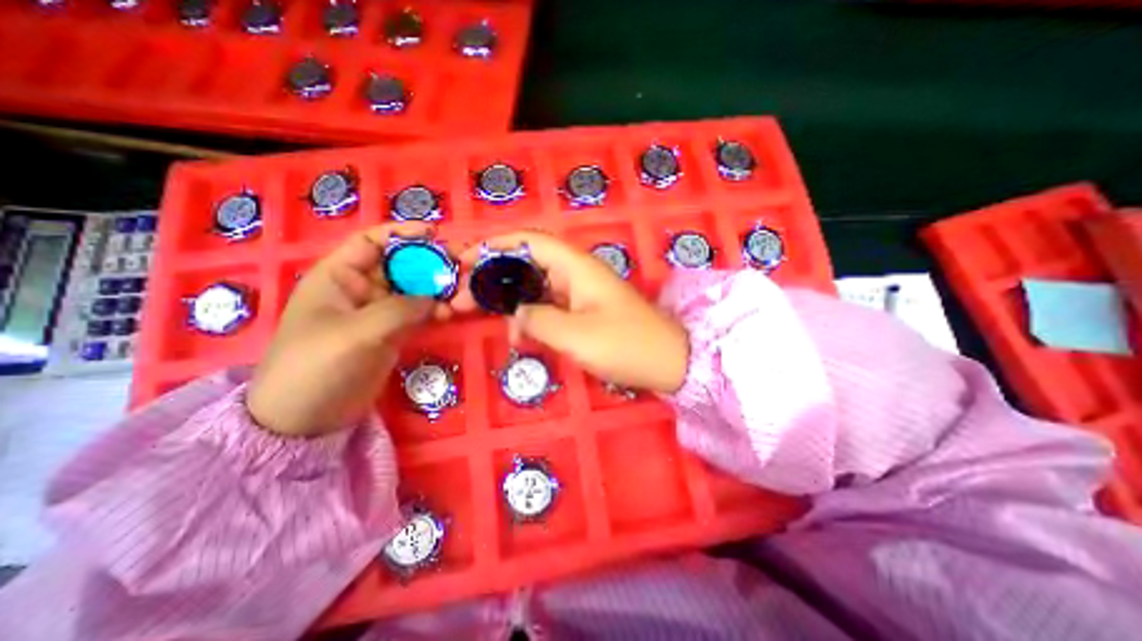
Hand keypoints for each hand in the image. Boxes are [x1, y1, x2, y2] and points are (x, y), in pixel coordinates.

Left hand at [249, 222, 448, 437]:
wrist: (307, 418)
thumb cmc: (316, 367)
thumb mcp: (356, 334)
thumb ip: (399, 310)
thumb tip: (437, 298)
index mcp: (338, 276)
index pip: (371, 242)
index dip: (402, 233)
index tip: (435, 233)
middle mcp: (360, 288)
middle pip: (401, 264)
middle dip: (430, 262)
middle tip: (461, 265)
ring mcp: (379, 311)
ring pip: (414, 289)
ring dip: (438, 287)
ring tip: (463, 291)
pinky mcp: (393, 331)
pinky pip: (419, 312)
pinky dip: (436, 309)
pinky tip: (452, 313)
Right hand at [453, 232, 686, 391]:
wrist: (668, 362)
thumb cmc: (626, 344)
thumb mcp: (576, 334)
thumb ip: (538, 320)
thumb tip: (517, 314)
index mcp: (575, 267)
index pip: (529, 242)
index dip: (494, 245)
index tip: (464, 259)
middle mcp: (576, 274)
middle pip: (525, 264)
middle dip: (491, 276)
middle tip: (460, 297)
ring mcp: (580, 293)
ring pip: (534, 287)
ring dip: (507, 299)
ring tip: (479, 316)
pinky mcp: (583, 312)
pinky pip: (548, 307)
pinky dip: (529, 317)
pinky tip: (518, 335)